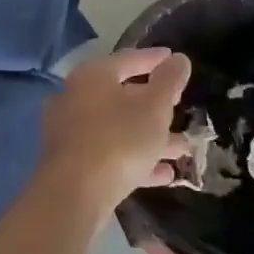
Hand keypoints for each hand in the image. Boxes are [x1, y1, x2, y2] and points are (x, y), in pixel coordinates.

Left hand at [40, 47, 192, 216]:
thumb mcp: (154, 107)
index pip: (128, 59)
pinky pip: (110, 154)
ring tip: (183, 148)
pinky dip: (136, 160)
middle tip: (180, 106)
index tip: (175, 60)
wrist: (73, 195)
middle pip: (122, 95)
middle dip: (156, 106)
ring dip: (151, 137)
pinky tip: (164, 175)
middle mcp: (76, 97)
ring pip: (119, 128)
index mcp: (93, 76)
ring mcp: (71, 132)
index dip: (155, 59)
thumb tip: (179, 58)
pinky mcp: (72, 163)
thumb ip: (169, 81)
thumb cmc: (118, 140)